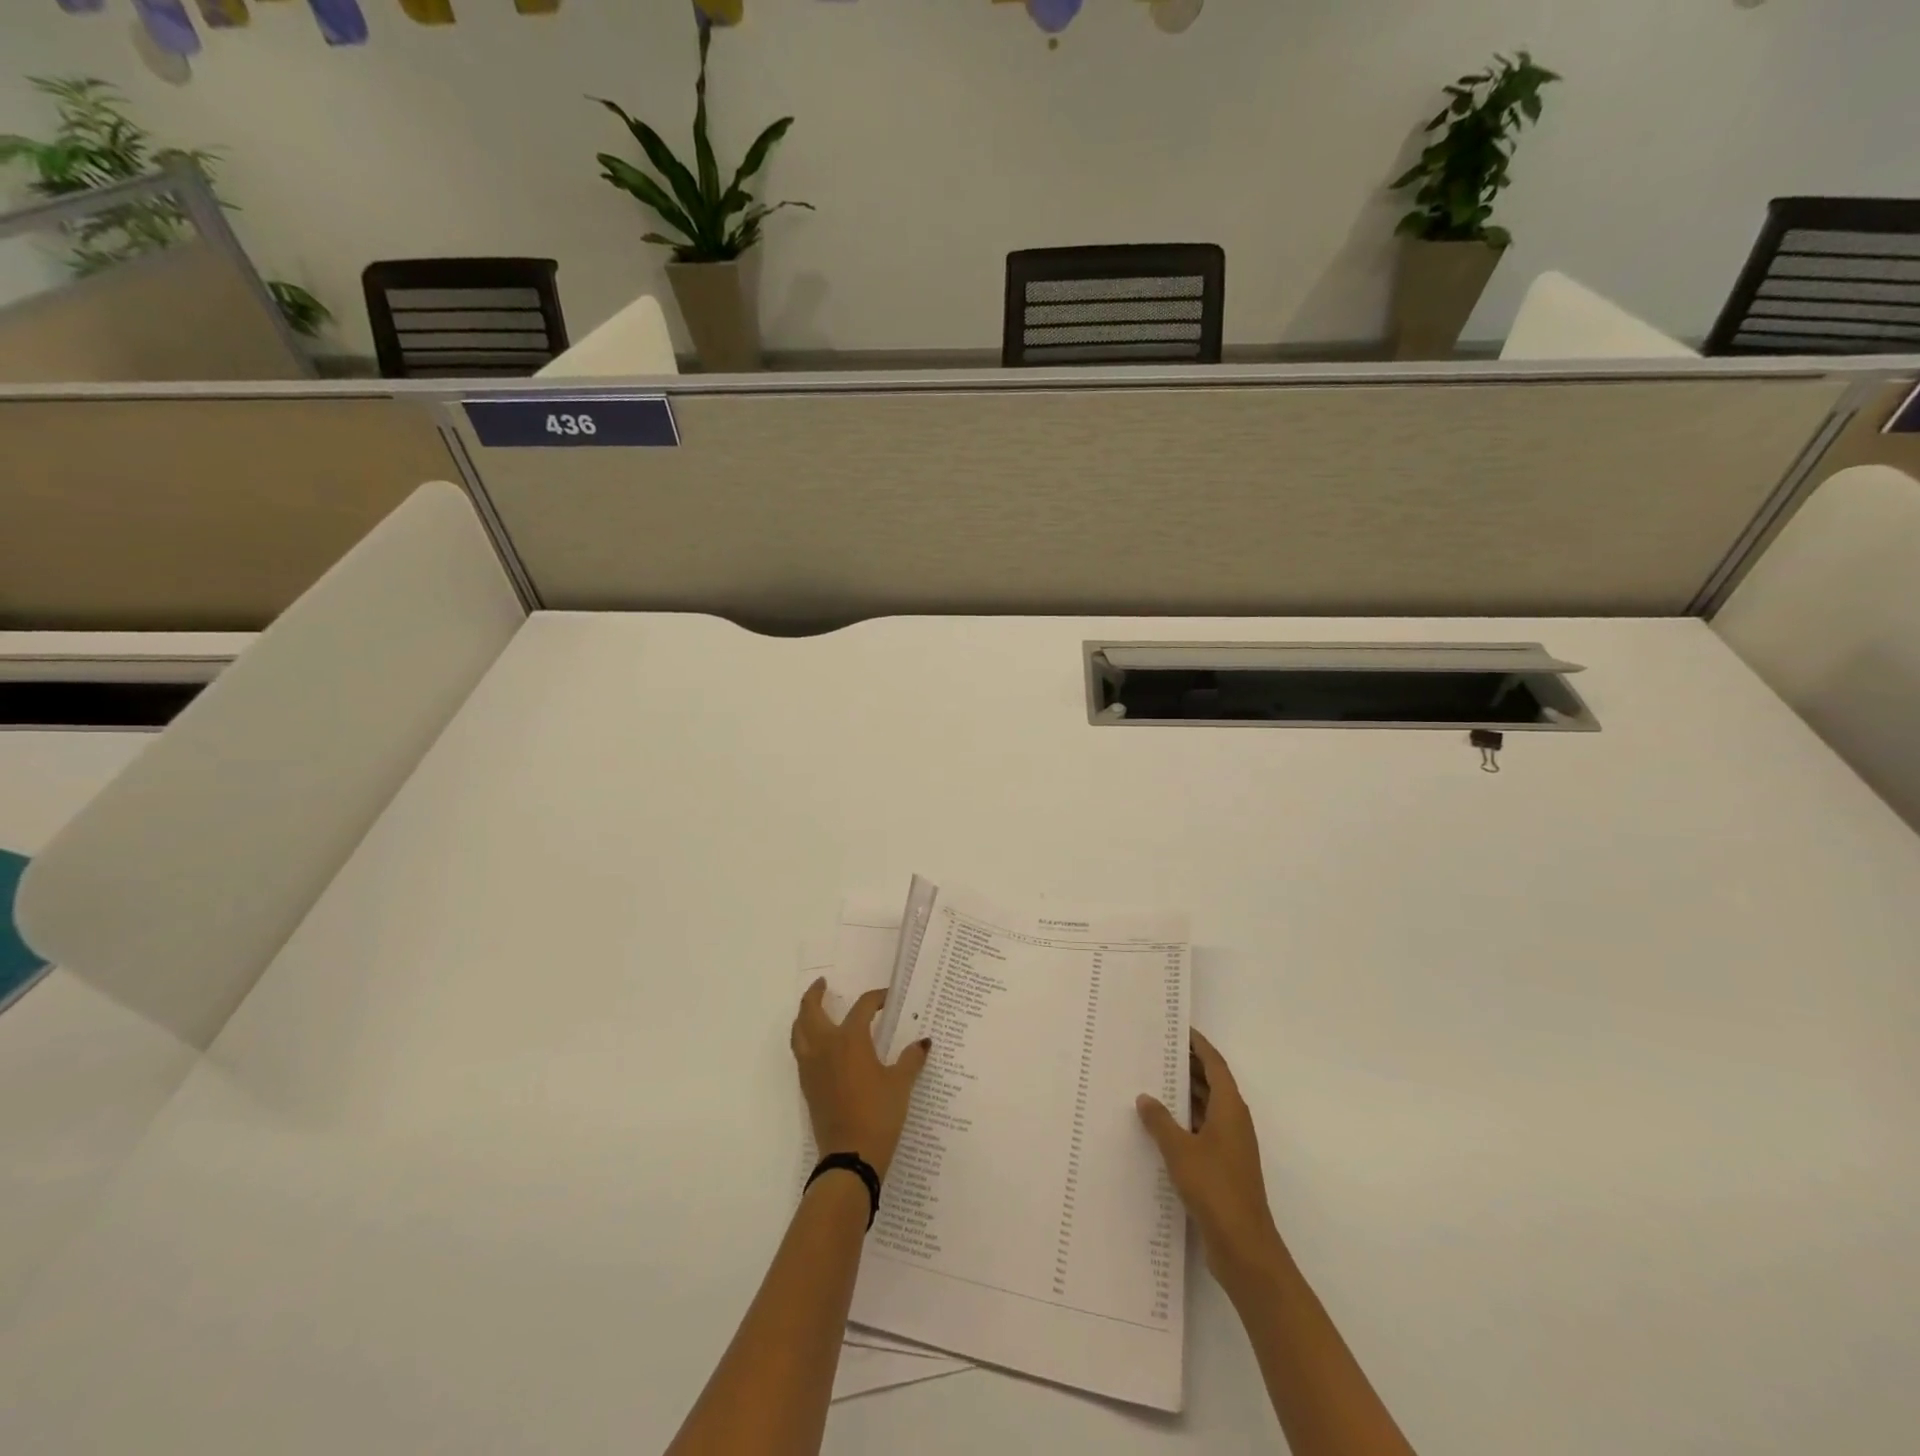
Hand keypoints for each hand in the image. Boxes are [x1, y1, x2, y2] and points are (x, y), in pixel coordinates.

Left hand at [791, 981, 931, 1181]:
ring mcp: (812, 1067)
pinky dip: (804, 1038)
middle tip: (823, 984)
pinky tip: (818, 1045)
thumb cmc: (879, 1114)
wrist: (851, 1157)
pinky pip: (800, 1052)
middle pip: (810, 1011)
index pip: (862, 1007)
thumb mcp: (901, 1084)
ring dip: (804, 1016)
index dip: (876, 999)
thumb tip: (923, 1043)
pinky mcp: (807, 1086)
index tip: (887, 999)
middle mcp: (825, 1047)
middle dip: (815, 994)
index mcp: (850, 1040)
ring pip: (799, 1031)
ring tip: (813, 1010)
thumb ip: (911, 1059)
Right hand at [1137, 1029, 1284, 1281]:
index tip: (1178, 1029)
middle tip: (1156, 1051)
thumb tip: (1145, 1097)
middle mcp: (1233, 1122)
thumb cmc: (1215, 1189)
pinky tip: (1158, 1125)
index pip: (1215, 1064)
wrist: (1244, 1248)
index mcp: (1230, 1109)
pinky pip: (1201, 1131)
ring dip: (1184, 1094)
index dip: (1198, 1045)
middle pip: (1211, 1083)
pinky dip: (1184, 1121)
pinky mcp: (1223, 1168)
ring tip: (1151, 1081)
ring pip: (1206, 1108)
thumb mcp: (1180, 1150)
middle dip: (1188, 1066)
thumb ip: (1160, 1121)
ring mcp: (1230, 1146)